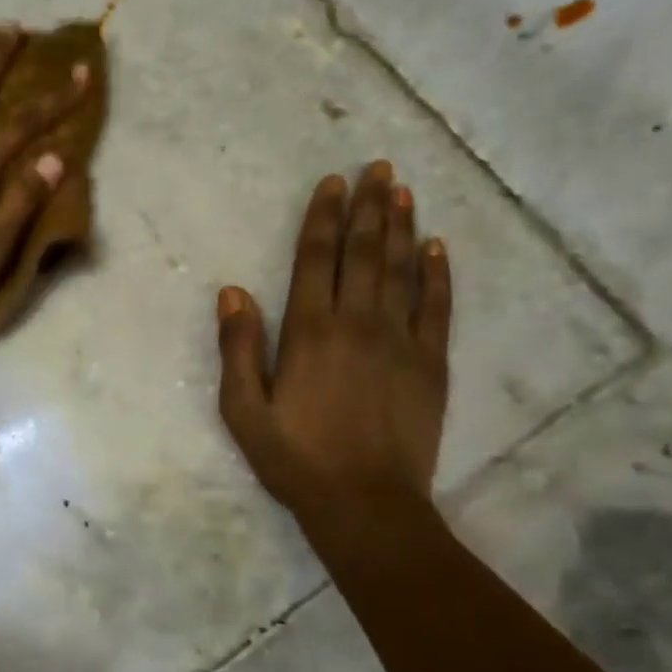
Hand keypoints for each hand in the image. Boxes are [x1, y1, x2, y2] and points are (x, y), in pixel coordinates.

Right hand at [216, 160, 452, 525]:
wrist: (365, 503)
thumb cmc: (295, 459)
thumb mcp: (244, 411)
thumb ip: (238, 349)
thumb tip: (233, 291)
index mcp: (309, 332)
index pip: (317, 259)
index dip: (324, 218)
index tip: (333, 183)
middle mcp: (357, 323)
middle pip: (364, 252)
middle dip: (369, 206)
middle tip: (378, 168)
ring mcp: (401, 341)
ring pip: (401, 270)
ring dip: (402, 227)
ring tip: (404, 190)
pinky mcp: (431, 364)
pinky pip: (438, 307)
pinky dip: (438, 274)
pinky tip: (437, 247)